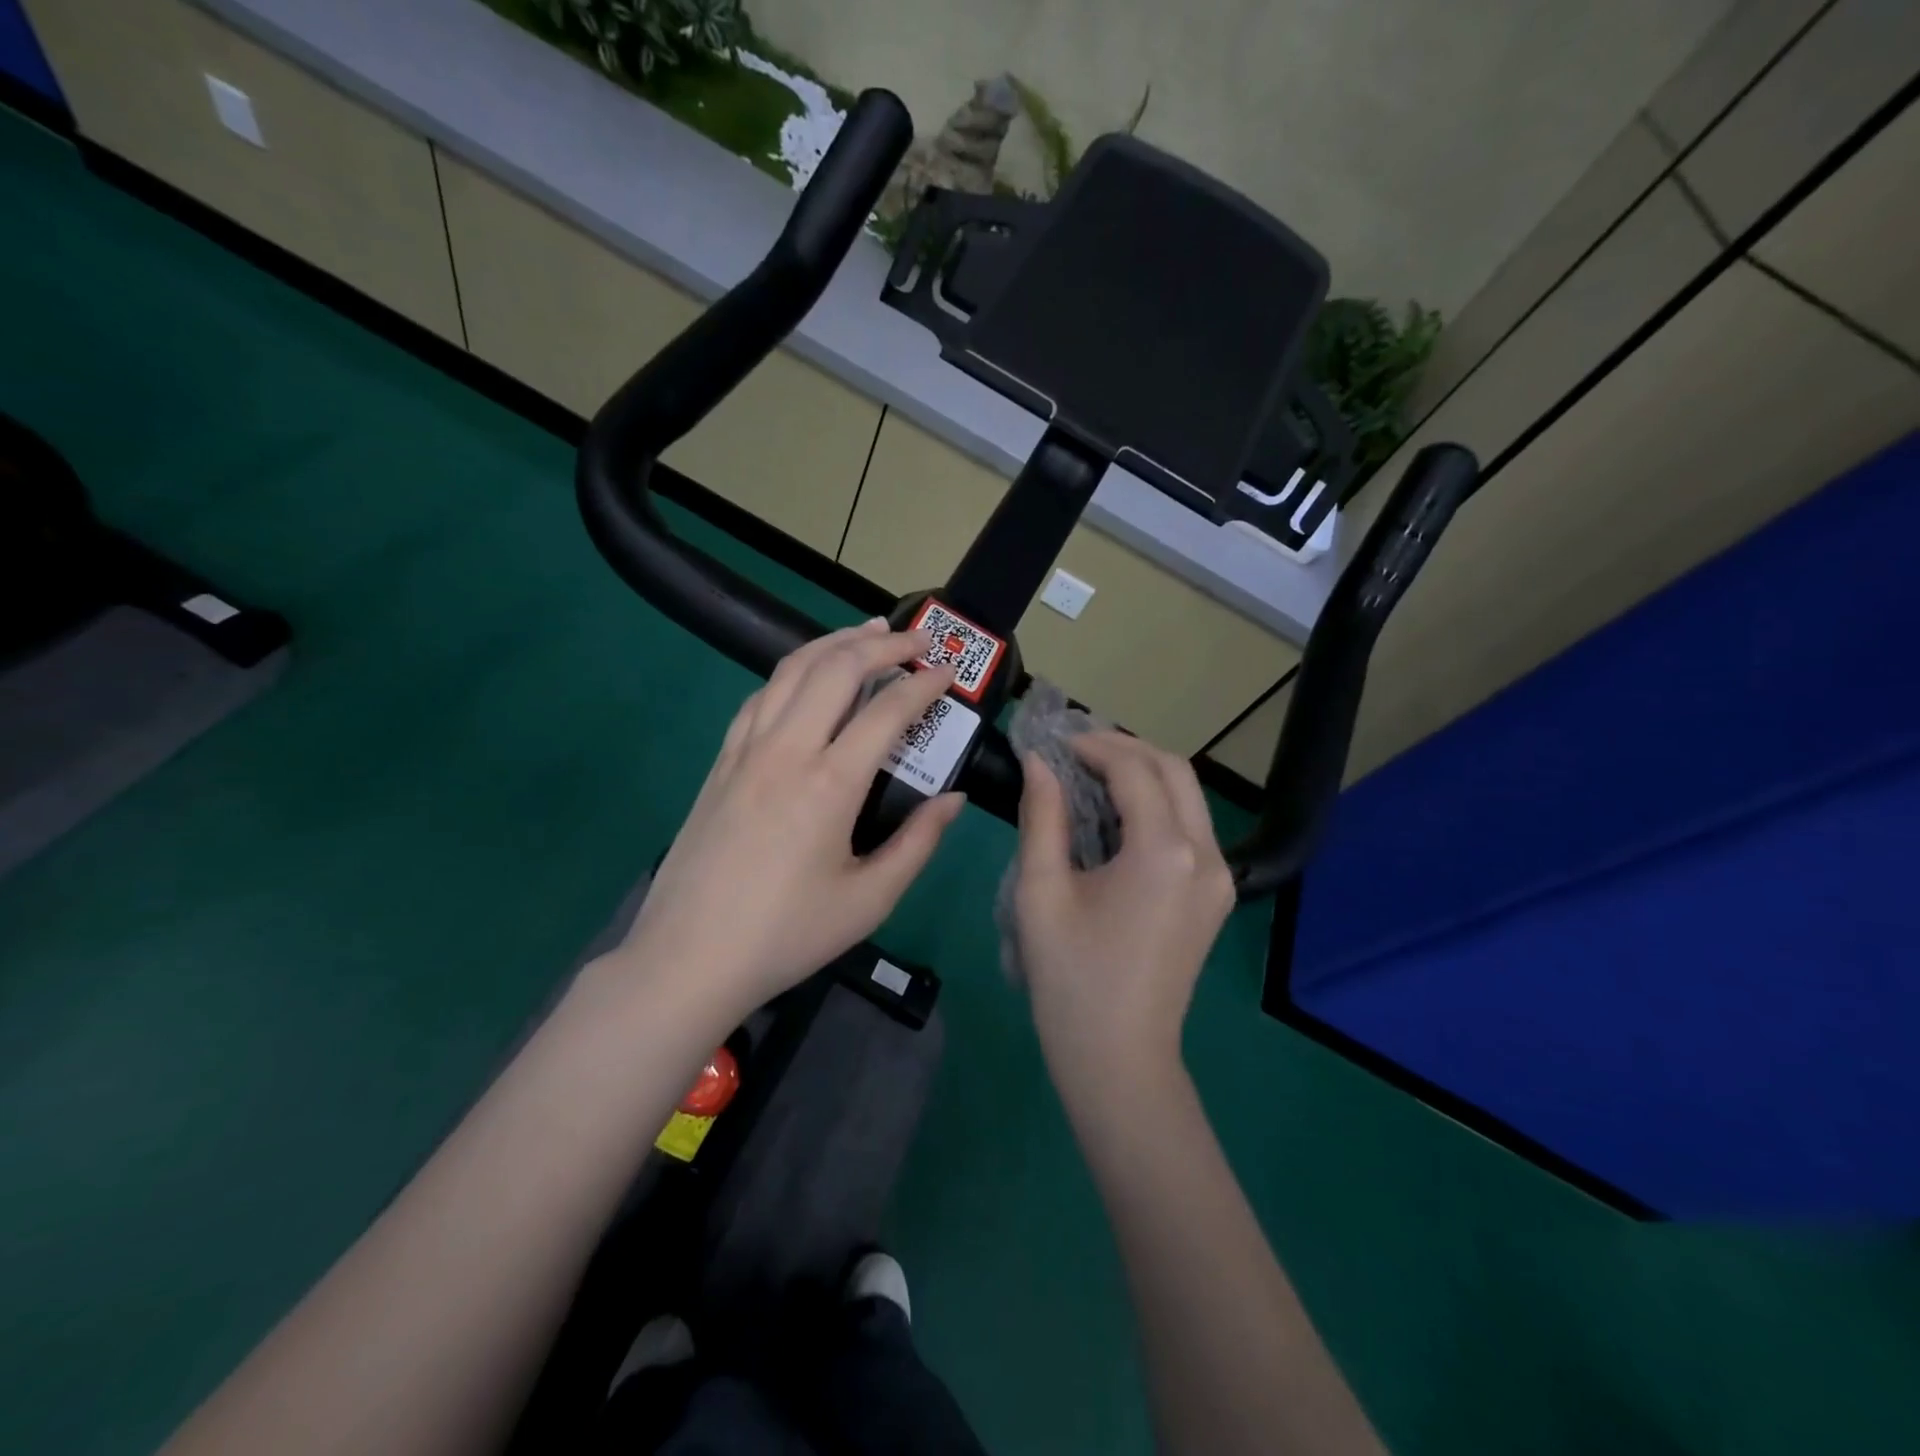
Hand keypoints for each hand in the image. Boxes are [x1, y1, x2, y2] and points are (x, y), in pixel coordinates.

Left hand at [611, 619, 963, 1018]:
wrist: (689, 958)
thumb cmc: (786, 934)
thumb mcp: (869, 901)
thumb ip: (918, 843)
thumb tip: (953, 799)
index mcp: (829, 784)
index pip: (887, 711)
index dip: (924, 685)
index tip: (949, 673)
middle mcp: (786, 751)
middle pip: (836, 669)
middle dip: (882, 644)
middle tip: (917, 639)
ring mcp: (745, 751)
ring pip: (790, 671)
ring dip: (833, 643)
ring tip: (865, 633)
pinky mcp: (720, 762)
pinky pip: (759, 697)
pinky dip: (791, 673)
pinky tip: (805, 677)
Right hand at [1013, 732, 1234, 1091]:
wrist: (1119, 1058)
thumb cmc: (1070, 978)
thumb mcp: (1041, 891)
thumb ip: (1042, 816)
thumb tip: (1038, 763)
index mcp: (1164, 852)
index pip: (1134, 769)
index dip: (1093, 745)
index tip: (1054, 741)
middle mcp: (1206, 855)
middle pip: (1175, 770)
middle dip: (1125, 749)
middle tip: (1075, 750)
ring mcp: (1220, 877)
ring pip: (1189, 796)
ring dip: (1143, 774)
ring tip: (1091, 774)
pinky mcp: (1216, 895)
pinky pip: (1191, 827)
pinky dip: (1157, 805)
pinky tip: (1117, 816)